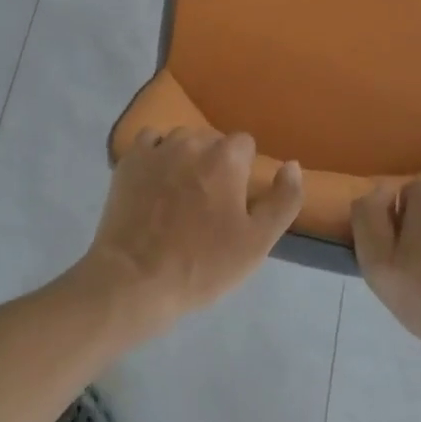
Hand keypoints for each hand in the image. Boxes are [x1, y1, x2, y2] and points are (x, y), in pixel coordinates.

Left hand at [79, 128, 302, 336]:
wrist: (135, 281)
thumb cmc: (202, 264)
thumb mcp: (258, 242)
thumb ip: (284, 199)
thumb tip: (291, 165)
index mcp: (226, 158)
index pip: (245, 145)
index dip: (244, 172)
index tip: (236, 202)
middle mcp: (192, 142)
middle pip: (213, 142)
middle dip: (216, 164)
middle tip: (208, 205)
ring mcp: (157, 149)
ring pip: (181, 140)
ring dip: (186, 159)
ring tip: (179, 196)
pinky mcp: (129, 161)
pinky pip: (149, 142)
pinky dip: (156, 155)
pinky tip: (154, 182)